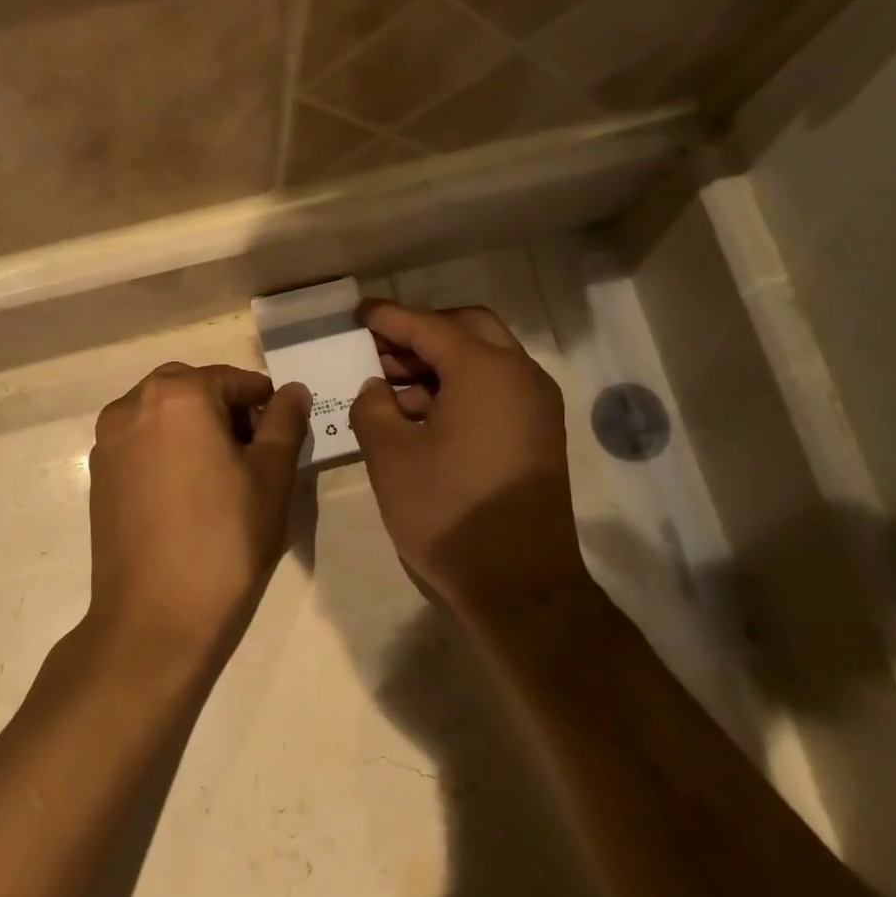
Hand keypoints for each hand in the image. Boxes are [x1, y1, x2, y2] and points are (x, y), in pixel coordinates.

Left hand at [85, 363, 309, 676]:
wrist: (155, 616)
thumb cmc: (225, 540)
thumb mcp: (271, 477)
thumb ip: (284, 422)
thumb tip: (293, 390)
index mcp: (178, 394)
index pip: (235, 380)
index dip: (266, 405)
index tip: (281, 440)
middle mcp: (132, 404)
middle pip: (193, 390)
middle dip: (227, 411)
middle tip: (253, 456)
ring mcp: (108, 440)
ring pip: (163, 414)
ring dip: (195, 428)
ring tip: (220, 477)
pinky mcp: (98, 474)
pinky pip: (141, 442)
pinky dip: (167, 450)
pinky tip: (186, 493)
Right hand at [350, 302, 588, 618]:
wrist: (518, 583)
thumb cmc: (447, 512)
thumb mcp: (390, 457)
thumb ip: (373, 407)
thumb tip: (377, 388)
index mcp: (486, 370)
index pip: (430, 326)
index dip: (389, 318)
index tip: (358, 313)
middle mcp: (521, 376)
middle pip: (468, 330)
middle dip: (420, 333)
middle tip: (377, 349)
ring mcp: (536, 406)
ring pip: (485, 360)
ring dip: (439, 363)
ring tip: (390, 385)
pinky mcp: (538, 435)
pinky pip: (496, 390)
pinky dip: (459, 388)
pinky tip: (421, 414)